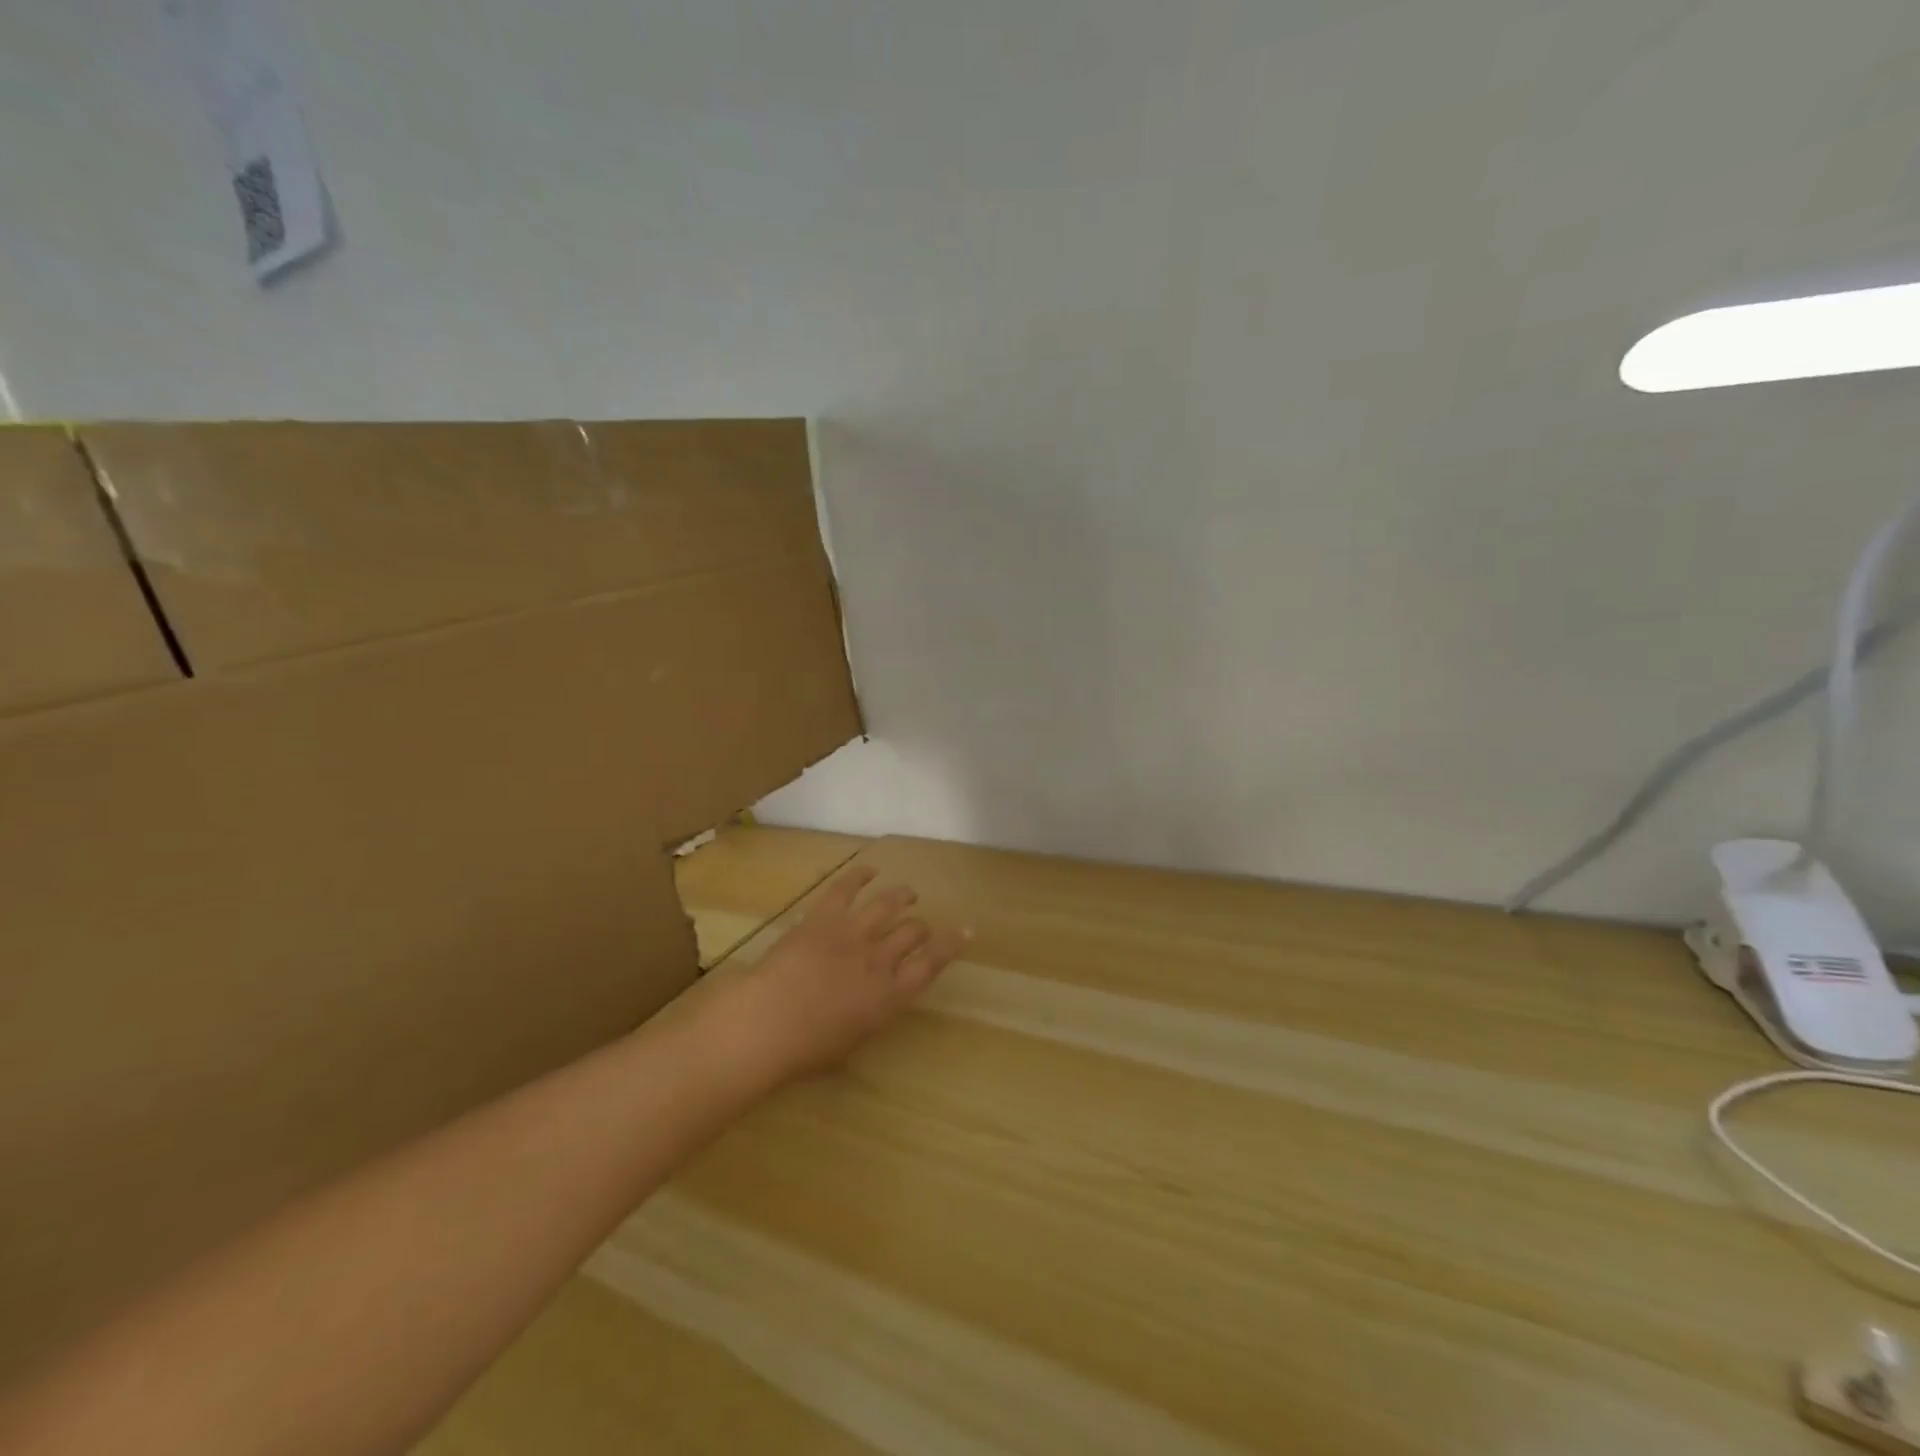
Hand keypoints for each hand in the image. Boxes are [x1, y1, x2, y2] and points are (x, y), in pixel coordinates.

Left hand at [718, 865, 967, 1085]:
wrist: (767, 1023)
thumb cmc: (805, 1051)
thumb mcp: (850, 1043)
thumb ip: (868, 1017)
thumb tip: (870, 1005)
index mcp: (888, 996)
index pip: (931, 963)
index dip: (951, 945)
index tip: (965, 931)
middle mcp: (878, 959)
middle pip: (912, 932)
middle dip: (922, 927)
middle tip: (921, 927)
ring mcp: (852, 933)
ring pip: (888, 904)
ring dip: (902, 896)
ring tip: (909, 893)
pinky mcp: (823, 917)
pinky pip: (846, 888)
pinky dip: (860, 876)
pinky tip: (869, 870)